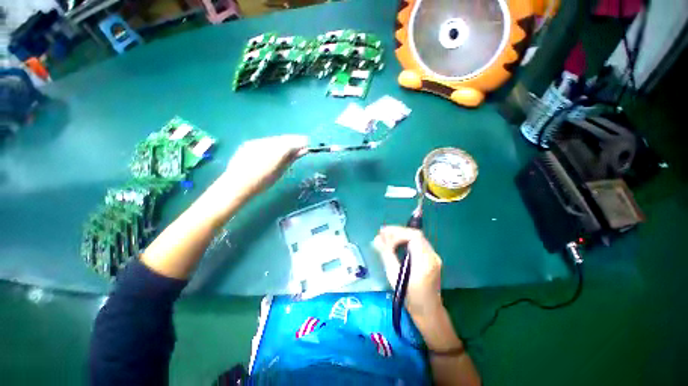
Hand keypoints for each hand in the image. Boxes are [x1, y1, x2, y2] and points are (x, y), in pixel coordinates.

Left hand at [222, 135, 307, 197]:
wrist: (237, 185)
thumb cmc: (262, 182)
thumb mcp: (280, 171)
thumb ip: (291, 158)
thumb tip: (303, 150)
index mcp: (276, 152)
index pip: (292, 143)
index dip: (301, 142)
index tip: (308, 143)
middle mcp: (266, 143)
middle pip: (284, 139)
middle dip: (293, 140)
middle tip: (301, 144)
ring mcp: (256, 142)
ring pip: (274, 139)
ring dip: (283, 142)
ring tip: (288, 148)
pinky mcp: (249, 143)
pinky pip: (265, 141)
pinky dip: (273, 144)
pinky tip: (274, 150)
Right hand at [373, 226, 442, 317]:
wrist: (429, 311)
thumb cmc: (410, 297)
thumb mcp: (394, 276)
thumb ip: (386, 255)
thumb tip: (376, 239)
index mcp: (425, 262)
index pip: (414, 236)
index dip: (398, 233)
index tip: (384, 236)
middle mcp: (433, 256)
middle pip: (415, 234)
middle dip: (397, 231)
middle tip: (381, 233)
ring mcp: (434, 256)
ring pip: (416, 237)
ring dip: (401, 234)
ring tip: (385, 236)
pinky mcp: (431, 258)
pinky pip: (417, 243)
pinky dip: (405, 240)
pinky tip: (395, 243)